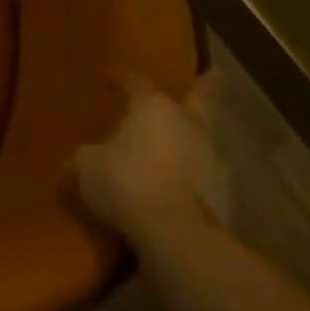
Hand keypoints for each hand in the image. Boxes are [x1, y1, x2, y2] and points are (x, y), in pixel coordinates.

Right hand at [70, 72, 229, 250]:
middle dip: (205, 88)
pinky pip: (204, 179)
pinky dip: (193, 180)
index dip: (121, 79)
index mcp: (153, 107)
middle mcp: (189, 125)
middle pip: (200, 99)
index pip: (136, 82)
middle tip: (213, 76)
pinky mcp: (226, 197)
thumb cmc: (125, 181)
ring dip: (192, 142)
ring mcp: (213, 161)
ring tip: (177, 149)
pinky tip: (178, 190)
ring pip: (203, 141)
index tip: (110, 79)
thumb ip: (87, 156)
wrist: (176, 234)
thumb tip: (83, 159)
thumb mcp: (87, 165)